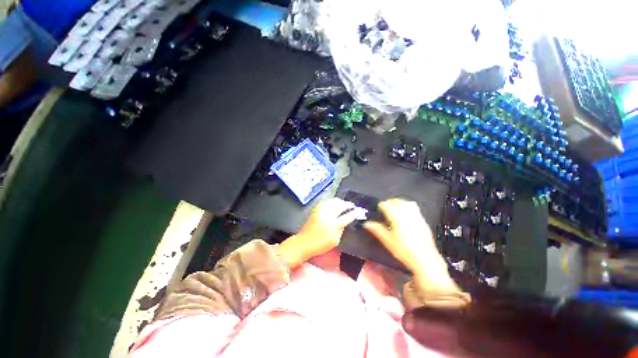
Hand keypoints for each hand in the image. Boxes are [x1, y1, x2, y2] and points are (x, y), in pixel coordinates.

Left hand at [279, 198, 362, 267]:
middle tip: (352, 206)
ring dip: (340, 201)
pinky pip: (326, 201)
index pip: (347, 216)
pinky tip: (334, 203)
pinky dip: (332, 201)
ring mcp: (321, 210)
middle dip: (347, 204)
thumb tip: (345, 221)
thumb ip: (341, 229)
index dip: (354, 213)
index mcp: (333, 224)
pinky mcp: (316, 209)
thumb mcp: (335, 240)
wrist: (304, 242)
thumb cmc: (320, 244)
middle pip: (340, 205)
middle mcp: (327, 215)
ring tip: (344, 204)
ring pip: (333, 201)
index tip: (359, 211)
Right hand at [363, 199, 445, 274]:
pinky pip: (414, 208)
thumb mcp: (387, 240)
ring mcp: (416, 216)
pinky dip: (407, 207)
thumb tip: (366, 223)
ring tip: (394, 211)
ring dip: (399, 203)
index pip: (386, 205)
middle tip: (385, 210)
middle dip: (390, 203)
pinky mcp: (422, 220)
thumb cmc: (404, 250)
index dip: (381, 206)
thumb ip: (376, 229)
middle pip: (396, 201)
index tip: (378, 211)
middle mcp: (406, 213)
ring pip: (406, 203)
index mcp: (396, 217)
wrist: (425, 259)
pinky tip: (405, 217)